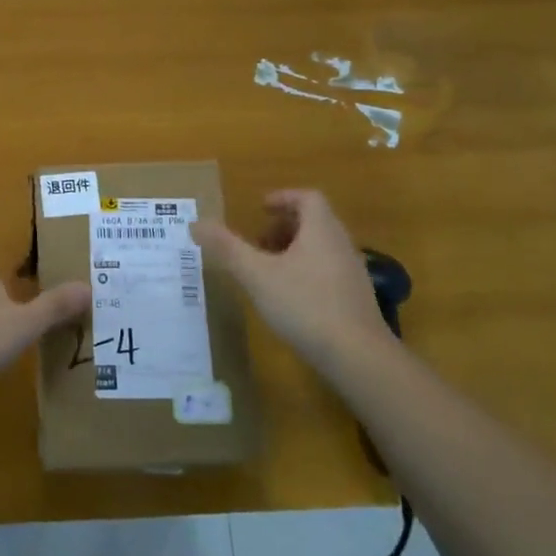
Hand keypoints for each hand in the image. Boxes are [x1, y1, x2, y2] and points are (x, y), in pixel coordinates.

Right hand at [192, 190, 389, 369]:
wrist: (359, 357)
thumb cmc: (305, 305)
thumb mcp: (257, 275)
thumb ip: (227, 248)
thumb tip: (196, 222)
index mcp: (321, 230)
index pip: (308, 198)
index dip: (283, 198)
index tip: (260, 208)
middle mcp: (341, 244)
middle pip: (315, 221)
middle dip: (284, 226)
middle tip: (258, 241)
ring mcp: (353, 273)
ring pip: (322, 248)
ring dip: (295, 250)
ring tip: (269, 270)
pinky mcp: (357, 300)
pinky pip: (329, 271)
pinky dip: (307, 272)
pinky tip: (290, 299)